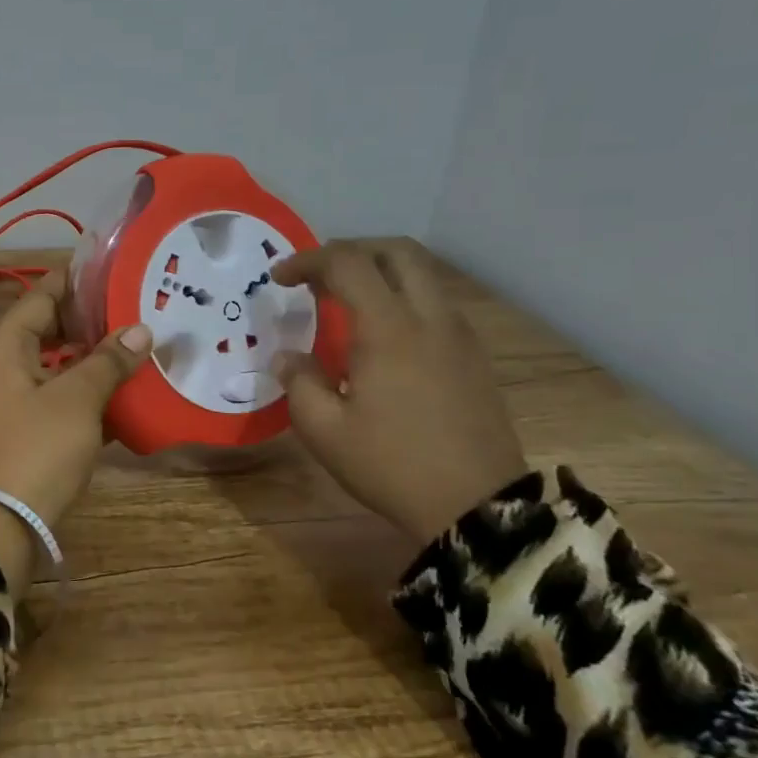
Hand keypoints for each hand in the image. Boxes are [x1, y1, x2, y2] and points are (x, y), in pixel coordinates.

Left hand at [0, 272, 152, 527]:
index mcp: (8, 346)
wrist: (2, 522)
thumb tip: (140, 329)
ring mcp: (16, 400)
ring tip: (139, 346)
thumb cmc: (37, 448)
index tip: (115, 270)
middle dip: (91, 320)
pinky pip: (62, 399)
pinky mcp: (29, 431)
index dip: (76, 281)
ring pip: (59, 366)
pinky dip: (89, 394)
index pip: (42, 295)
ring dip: (94, 358)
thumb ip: (108, 361)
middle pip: (50, 329)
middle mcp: (6, 366)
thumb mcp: (76, 398)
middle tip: (136, 308)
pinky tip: (127, 395)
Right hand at [271, 239, 527, 546]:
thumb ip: (299, 382)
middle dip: (352, 250)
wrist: (477, 507)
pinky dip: (404, 298)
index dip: (308, 261)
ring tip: (347, 303)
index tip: (280, 279)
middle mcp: (430, 318)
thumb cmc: (391, 465)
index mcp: (389, 329)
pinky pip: (437, 304)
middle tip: (320, 275)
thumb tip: (288, 356)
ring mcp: (459, 336)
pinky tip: (383, 337)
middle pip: (397, 251)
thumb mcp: (324, 430)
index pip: (347, 263)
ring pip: (423, 275)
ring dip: (381, 273)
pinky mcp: (474, 357)